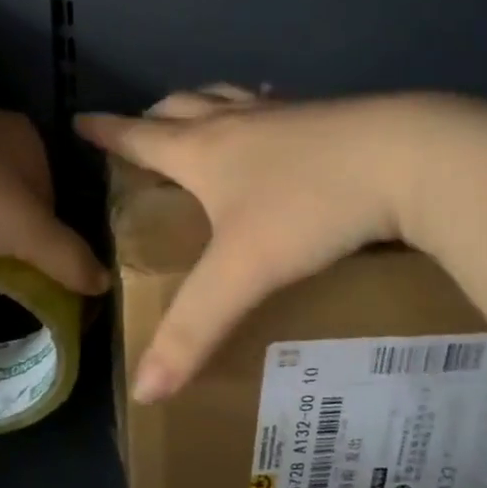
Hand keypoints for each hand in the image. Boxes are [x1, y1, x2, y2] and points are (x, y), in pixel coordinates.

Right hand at [78, 87, 474, 400]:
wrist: (405, 157)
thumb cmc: (309, 207)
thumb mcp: (244, 272)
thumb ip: (194, 330)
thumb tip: (143, 391)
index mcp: (203, 151)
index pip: (137, 137)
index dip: (106, 132)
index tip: (81, 121)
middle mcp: (235, 122)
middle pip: (179, 107)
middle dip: (152, 117)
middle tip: (141, 132)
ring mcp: (281, 112)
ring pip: (225, 96)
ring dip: (201, 103)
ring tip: (200, 116)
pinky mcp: (322, 113)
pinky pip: (274, 102)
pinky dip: (257, 106)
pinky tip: (278, 117)